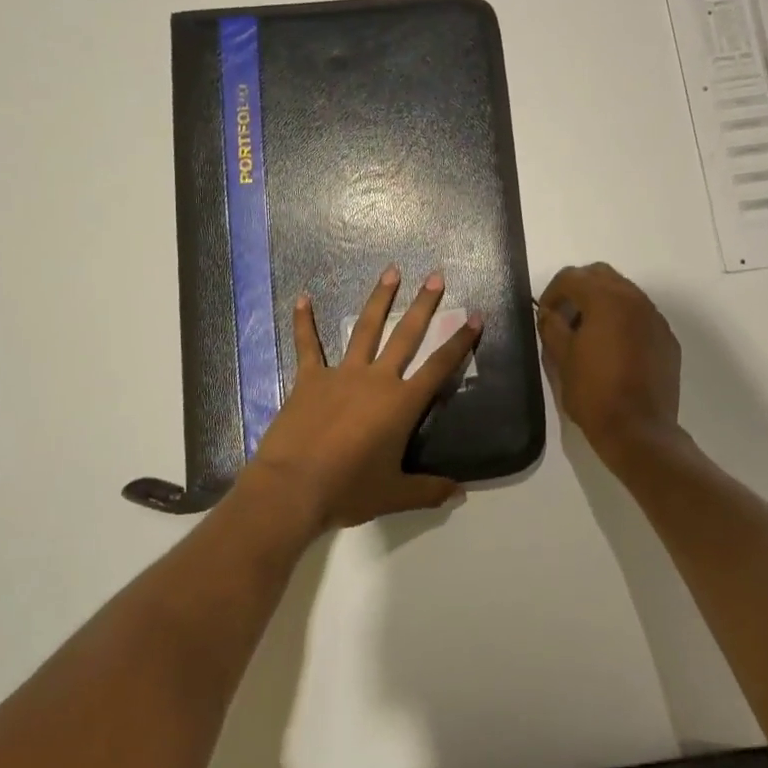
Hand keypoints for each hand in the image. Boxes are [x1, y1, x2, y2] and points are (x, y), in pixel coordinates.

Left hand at [244, 267, 481, 533]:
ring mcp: (341, 375)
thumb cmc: (348, 491)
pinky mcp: (309, 379)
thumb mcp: (394, 495)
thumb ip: (429, 491)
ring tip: (390, 272)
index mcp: (401, 405)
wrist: (293, 488)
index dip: (459, 342)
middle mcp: (376, 380)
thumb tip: (460, 493)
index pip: (439, 367)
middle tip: (435, 276)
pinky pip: (308, 345)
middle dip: (424, 305)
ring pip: (365, 329)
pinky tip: (302, 298)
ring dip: (379, 299)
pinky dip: (304, 322)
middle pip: (406, 336)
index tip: (474, 317)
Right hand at [537, 263, 682, 462]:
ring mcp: (655, 319)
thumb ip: (551, 327)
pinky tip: (613, 349)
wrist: (638, 430)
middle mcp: (635, 300)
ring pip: (624, 293)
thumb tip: (549, 313)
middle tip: (564, 315)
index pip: (572, 277)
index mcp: (605, 300)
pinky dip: (623, 320)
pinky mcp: (667, 339)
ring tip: (588, 332)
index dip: (552, 291)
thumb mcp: (561, 359)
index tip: (545, 314)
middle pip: (601, 275)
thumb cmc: (593, 393)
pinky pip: (641, 316)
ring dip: (602, 302)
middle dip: (579, 288)